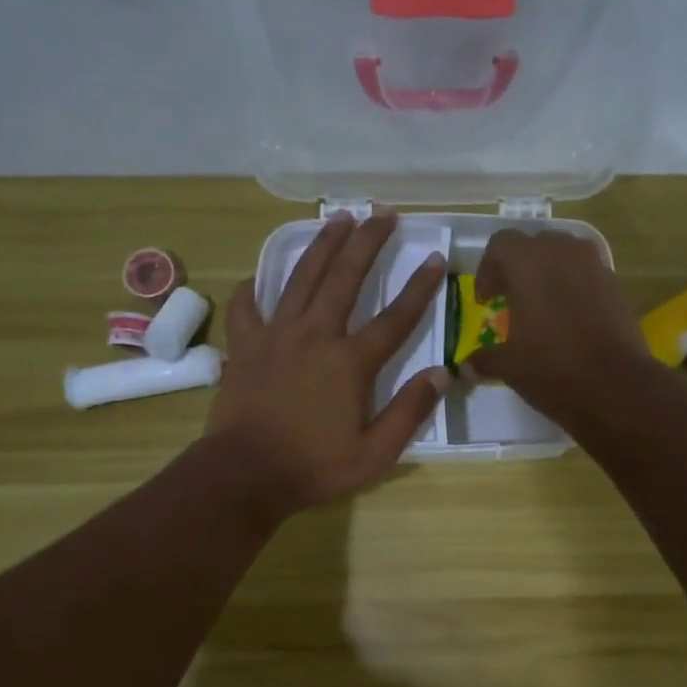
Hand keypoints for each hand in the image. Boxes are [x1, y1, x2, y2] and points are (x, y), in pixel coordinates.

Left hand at [208, 209, 447, 514]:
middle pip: (346, 278)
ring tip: (337, 218)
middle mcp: (316, 335)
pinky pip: (247, 307)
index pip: (395, 318)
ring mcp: (276, 335)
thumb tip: (441, 374)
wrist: (246, 473)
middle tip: (383, 213)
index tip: (435, 258)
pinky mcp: (245, 345)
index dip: (419, 287)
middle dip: (368, 242)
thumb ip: (410, 412)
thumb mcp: (375, 453)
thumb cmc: (314, 467)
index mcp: (351, 362)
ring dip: (322, 245)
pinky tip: (259, 278)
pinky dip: (253, 289)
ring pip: (301, 278)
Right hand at [463, 228, 658, 427]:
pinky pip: (586, 273)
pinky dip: (573, 286)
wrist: (615, 385)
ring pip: (563, 254)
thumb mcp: (509, 366)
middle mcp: (561, 251)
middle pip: (533, 244)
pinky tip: (569, 317)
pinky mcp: (615, 283)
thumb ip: (484, 359)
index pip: (500, 244)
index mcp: (527, 262)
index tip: (486, 300)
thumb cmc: (551, 368)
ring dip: (548, 273)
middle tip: (511, 299)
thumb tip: (466, 366)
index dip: (487, 270)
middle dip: (518, 267)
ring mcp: (593, 265)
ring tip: (541, 306)